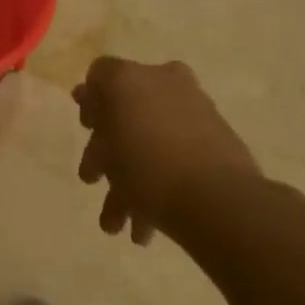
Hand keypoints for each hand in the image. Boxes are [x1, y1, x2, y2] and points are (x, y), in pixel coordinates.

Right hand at [73, 56, 262, 246]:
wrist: (218, 198)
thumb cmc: (146, 162)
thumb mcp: (105, 139)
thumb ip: (94, 110)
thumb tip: (86, 92)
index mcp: (139, 75)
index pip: (102, 76)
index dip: (90, 102)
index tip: (87, 130)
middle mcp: (168, 86)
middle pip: (125, 114)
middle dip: (106, 153)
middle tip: (93, 178)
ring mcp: (195, 116)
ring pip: (149, 143)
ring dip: (127, 182)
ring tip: (115, 223)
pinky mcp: (216, 146)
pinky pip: (174, 160)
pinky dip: (155, 189)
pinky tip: (142, 228)